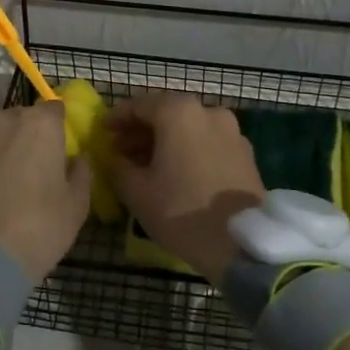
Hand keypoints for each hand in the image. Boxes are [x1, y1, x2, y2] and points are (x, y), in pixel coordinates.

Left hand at [0, 103, 89, 280]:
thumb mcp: (76, 206)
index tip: (56, 151)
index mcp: (39, 123)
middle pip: (18, 119)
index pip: (53, 109)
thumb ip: (80, 172)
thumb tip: (76, 159)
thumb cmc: (38, 230)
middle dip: (23, 138)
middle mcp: (0, 118)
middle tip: (26, 172)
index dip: (56, 129)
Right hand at [107, 93, 265, 284]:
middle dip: (142, 130)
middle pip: (167, 113)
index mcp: (179, 112)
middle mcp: (208, 112)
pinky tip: (177, 173)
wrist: (241, 244)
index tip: (103, 132)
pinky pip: (208, 142)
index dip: (117, 118)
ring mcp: (232, 131)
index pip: (140, 105)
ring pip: (189, 128)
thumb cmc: (182, 211)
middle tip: (121, 151)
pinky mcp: (245, 153)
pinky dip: (189, 149)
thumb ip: (118, 167)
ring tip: (147, 165)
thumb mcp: (137, 192)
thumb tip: (112, 157)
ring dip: (166, 140)